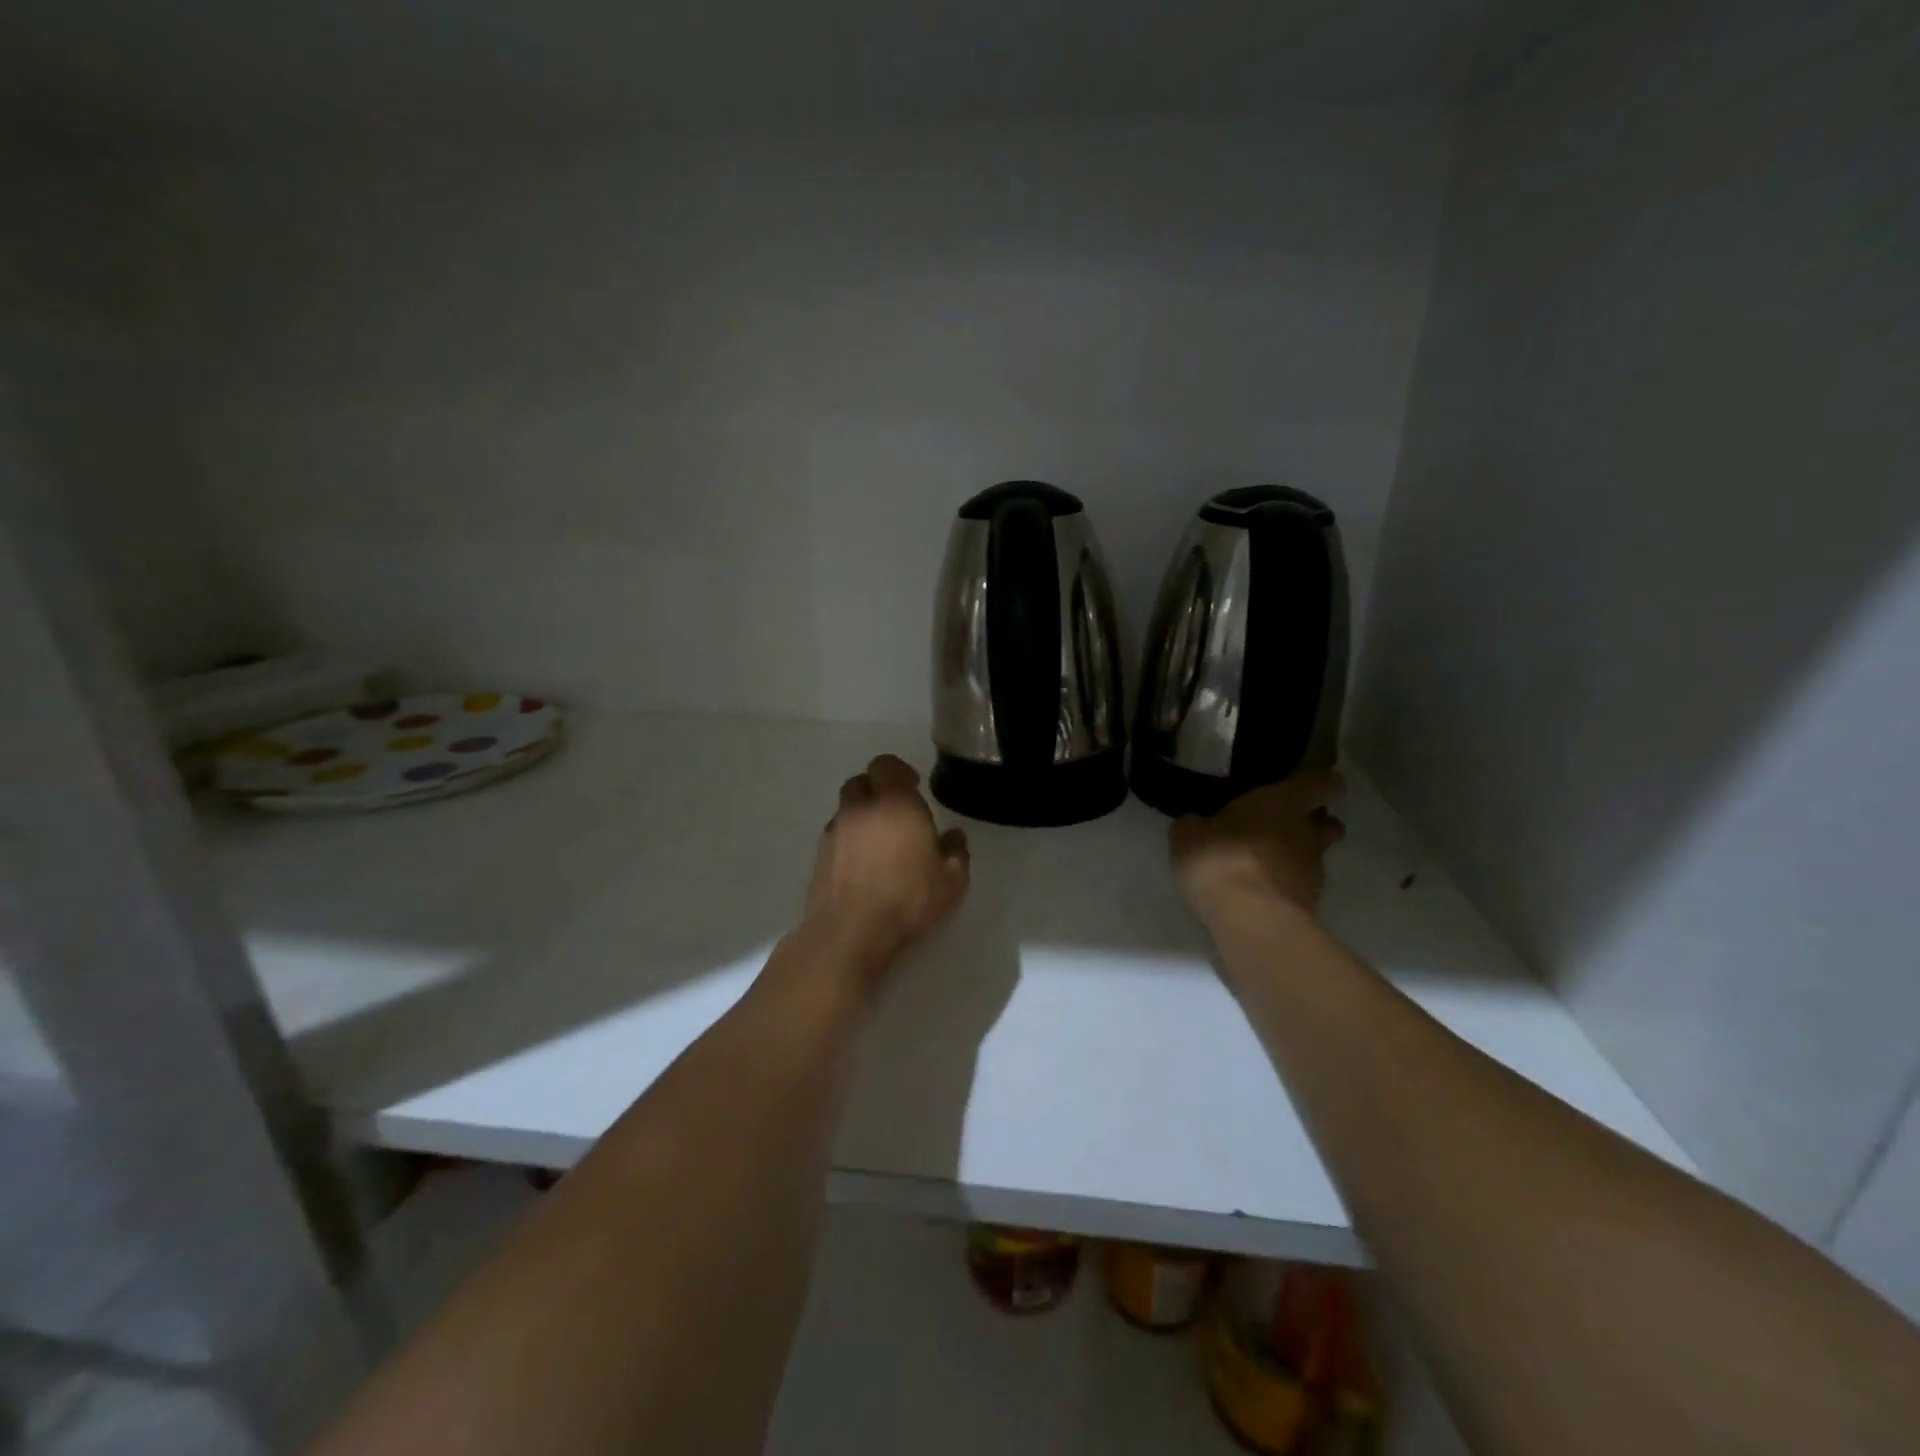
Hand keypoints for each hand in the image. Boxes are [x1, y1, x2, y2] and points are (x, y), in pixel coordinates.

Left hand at [804, 755, 969, 979]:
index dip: (899, 772)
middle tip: (896, 813)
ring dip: (861, 816)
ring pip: (846, 809)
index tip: (914, 788)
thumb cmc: (907, 900)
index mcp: (894, 803)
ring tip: (879, 842)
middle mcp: (860, 809)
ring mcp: (834, 831)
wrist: (849, 933)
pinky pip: (836, 835)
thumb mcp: (951, 881)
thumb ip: (955, 852)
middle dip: (877, 790)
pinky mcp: (819, 856)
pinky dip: (848, 840)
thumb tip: (954, 836)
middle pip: (861, 782)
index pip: (886, 765)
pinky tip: (862, 864)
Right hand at [1169, 771, 1345, 918]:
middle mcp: (1307, 832)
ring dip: (1298, 858)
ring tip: (1266, 866)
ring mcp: (1314, 871)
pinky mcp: (1311, 905)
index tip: (1303, 786)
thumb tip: (1196, 823)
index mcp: (1283, 802)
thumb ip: (1197, 824)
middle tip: (1283, 827)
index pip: (1323, 782)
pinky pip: (1301, 887)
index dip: (1319, 782)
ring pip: (1316, 857)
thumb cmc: (1221, 858)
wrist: (1250, 919)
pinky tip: (1261, 893)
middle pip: (1329, 823)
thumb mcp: (1188, 834)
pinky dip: (1287, 887)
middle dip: (1314, 824)